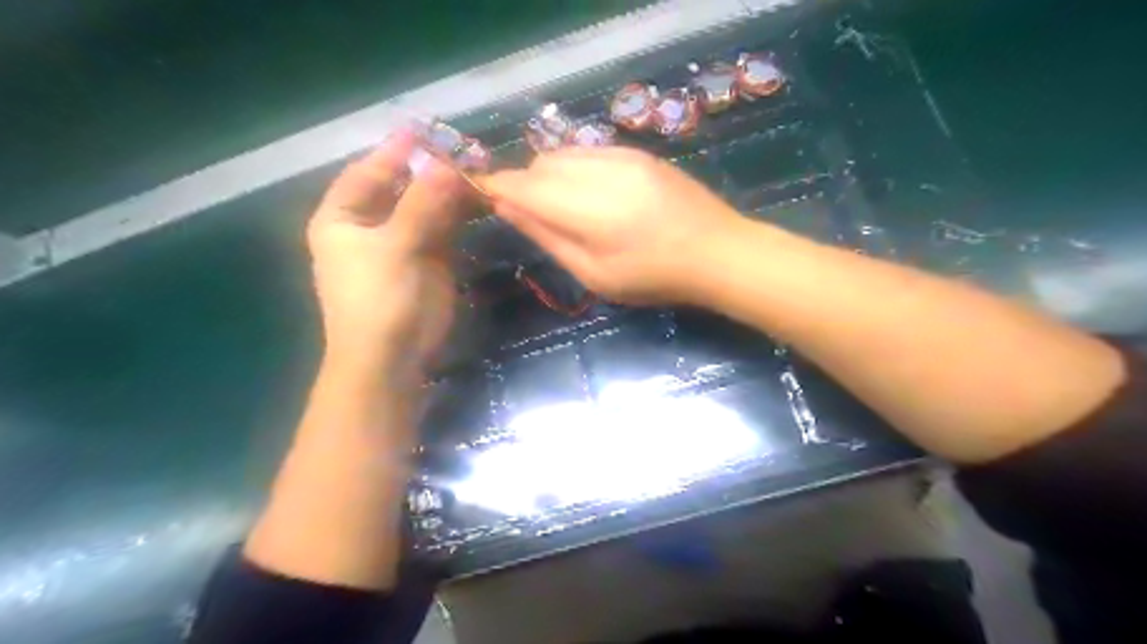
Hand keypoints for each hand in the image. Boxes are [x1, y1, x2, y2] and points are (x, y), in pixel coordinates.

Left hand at [307, 132, 467, 380]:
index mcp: (343, 218)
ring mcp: (402, 244)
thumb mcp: (395, 246)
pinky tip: (480, 201)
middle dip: (432, 171)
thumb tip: (447, 164)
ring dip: (451, 192)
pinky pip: (445, 229)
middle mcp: (370, 226)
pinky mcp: (429, 262)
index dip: (394, 151)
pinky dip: (461, 216)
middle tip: (466, 151)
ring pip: (428, 208)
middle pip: (402, 188)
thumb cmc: (378, 299)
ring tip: (480, 171)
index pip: (367, 173)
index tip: (425, 129)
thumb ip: (422, 203)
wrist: (391, 359)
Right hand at [480, 147, 747, 303]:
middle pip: (540, 165)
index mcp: (586, 208)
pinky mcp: (638, 152)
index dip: (497, 187)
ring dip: (549, 175)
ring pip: (563, 154)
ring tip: (564, 208)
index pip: (523, 185)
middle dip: (525, 185)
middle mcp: (599, 170)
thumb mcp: (594, 273)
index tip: (482, 195)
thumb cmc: (653, 276)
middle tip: (532, 216)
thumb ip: (547, 237)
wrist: (716, 251)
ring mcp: (621, 155)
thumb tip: (505, 207)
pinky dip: (574, 168)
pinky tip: (590, 194)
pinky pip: (588, 151)